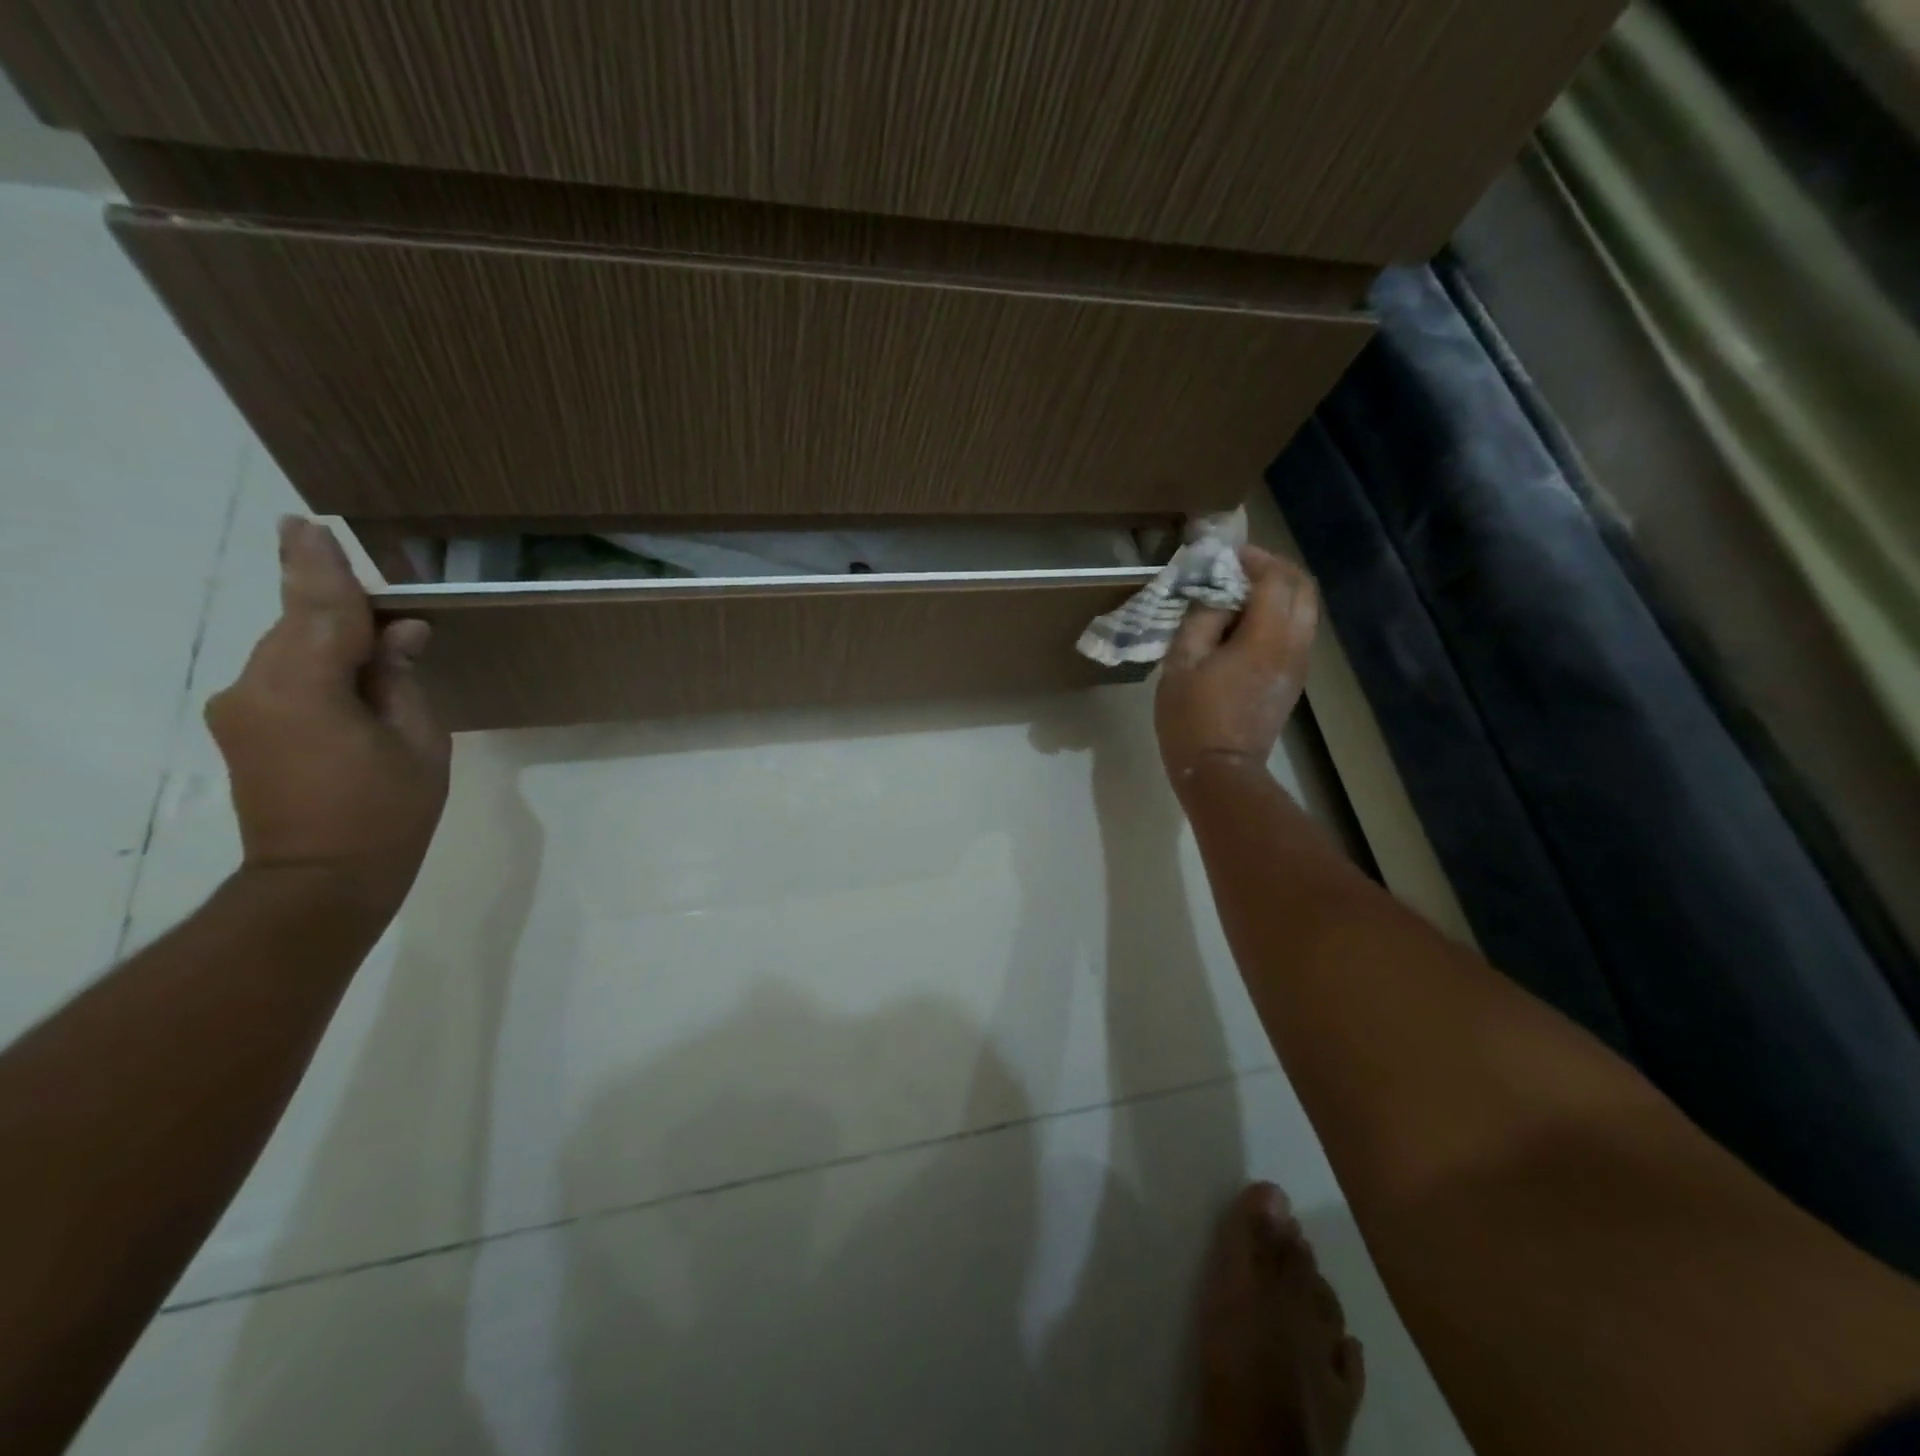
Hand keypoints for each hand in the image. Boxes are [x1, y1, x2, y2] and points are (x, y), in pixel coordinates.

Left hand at [205, 518, 450, 915]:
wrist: (322, 880)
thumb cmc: (388, 812)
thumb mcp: (420, 741)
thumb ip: (401, 678)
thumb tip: (400, 633)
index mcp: (303, 688)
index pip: (318, 609)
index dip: (319, 566)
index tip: (307, 523)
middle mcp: (255, 687)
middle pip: (300, 624)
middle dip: (341, 607)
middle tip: (390, 607)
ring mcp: (242, 708)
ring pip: (292, 648)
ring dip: (334, 638)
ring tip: (384, 652)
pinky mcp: (244, 727)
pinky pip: (286, 675)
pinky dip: (320, 664)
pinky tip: (356, 678)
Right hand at [1156, 546, 1319, 787]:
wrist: (1220, 772)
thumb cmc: (1192, 718)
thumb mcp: (1182, 663)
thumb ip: (1201, 618)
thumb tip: (1216, 593)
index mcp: (1266, 638)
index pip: (1275, 579)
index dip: (1253, 558)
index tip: (1225, 554)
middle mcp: (1293, 645)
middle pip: (1303, 588)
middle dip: (1274, 568)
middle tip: (1239, 567)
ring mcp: (1297, 665)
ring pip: (1305, 610)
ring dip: (1278, 591)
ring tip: (1240, 592)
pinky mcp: (1292, 679)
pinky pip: (1296, 631)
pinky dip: (1278, 614)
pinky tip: (1244, 623)